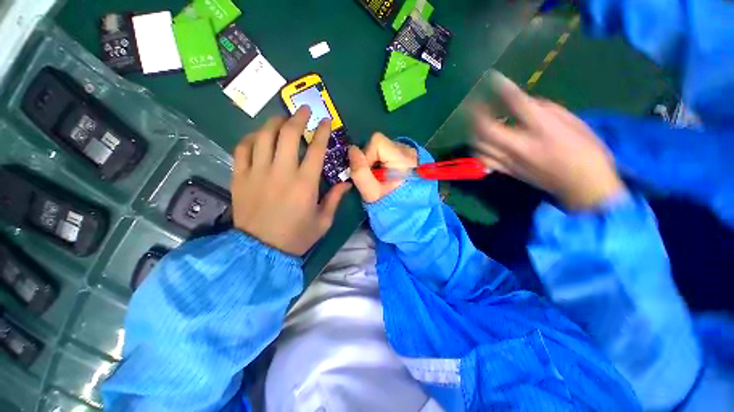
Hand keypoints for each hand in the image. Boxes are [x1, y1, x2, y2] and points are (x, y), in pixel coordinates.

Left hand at [231, 107, 350, 254]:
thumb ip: (335, 199)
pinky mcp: (240, 177)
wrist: (261, 251)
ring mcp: (257, 172)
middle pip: (288, 134)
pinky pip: (242, 149)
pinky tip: (258, 138)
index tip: (326, 120)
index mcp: (305, 183)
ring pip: (263, 136)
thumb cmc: (297, 236)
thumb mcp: (323, 221)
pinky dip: (250, 138)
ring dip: (274, 123)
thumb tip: (347, 183)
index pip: (316, 149)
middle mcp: (281, 172)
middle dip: (297, 117)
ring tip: (282, 119)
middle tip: (303, 110)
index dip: (322, 131)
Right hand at [348, 133, 417, 202]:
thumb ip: (360, 172)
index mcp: (403, 159)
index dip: (367, 155)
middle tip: (374, 176)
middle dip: (371, 159)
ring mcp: (410, 152)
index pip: (377, 141)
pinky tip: (387, 173)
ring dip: (377, 160)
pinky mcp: (408, 156)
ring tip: (381, 176)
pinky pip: (389, 152)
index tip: (369, 173)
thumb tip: (352, 150)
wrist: (407, 212)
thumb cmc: (389, 204)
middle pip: (380, 143)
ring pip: (383, 148)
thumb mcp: (371, 193)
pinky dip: (383, 161)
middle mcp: (409, 151)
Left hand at [472, 72, 624, 209]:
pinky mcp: (506, 171)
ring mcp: (509, 161)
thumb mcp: (573, 123)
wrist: (583, 186)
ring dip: (473, 131)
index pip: (516, 104)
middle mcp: (519, 146)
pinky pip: (483, 160)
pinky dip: (477, 148)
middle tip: (475, 103)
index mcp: (542, 129)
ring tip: (475, 122)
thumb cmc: (586, 151)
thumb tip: (524, 103)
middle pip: (485, 128)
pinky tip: (480, 142)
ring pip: (479, 145)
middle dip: (476, 113)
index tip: (492, 77)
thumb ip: (545, 110)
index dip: (502, 88)